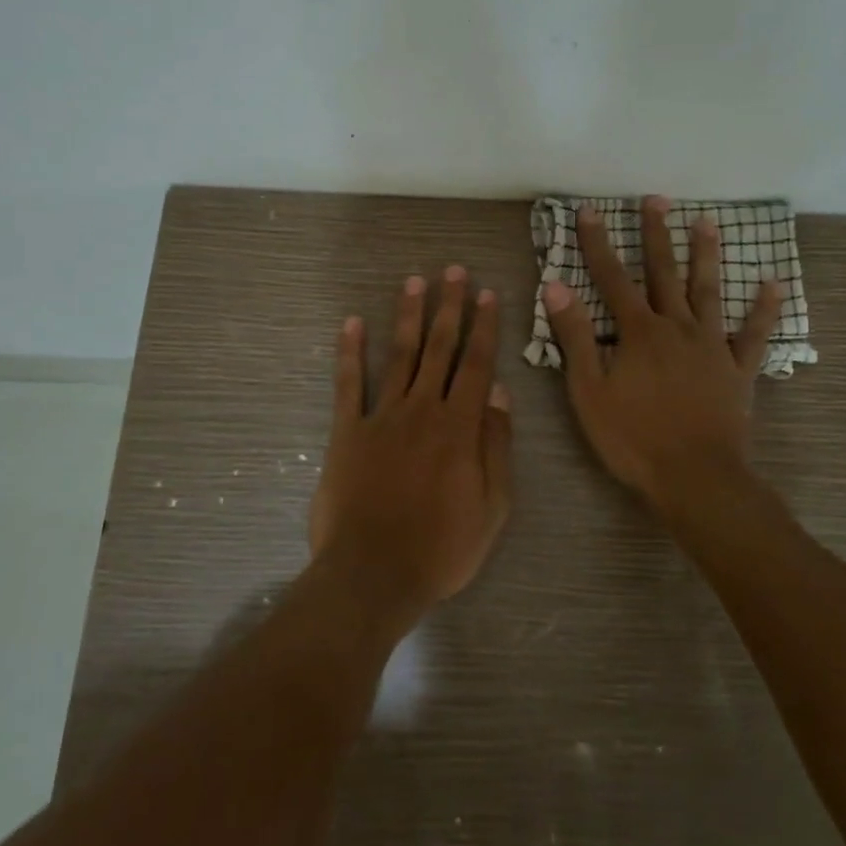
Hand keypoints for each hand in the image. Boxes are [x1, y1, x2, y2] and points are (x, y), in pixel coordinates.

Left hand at [309, 266, 513, 627]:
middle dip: (449, 307)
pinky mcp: (346, 432)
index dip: (483, 328)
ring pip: (399, 356)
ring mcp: (381, 417)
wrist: (373, 574)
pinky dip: (349, 352)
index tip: (487, 294)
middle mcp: (422, 410)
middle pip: (439, 349)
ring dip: (408, 317)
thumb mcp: (492, 507)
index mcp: (459, 427)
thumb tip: (499, 394)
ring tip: (415, 282)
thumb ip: (496, 446)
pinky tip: (351, 323)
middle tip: (454, 271)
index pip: (476, 365)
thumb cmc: (441, 548)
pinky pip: (348, 384)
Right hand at [543, 196, 782, 510]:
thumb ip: (574, 337)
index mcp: (638, 332)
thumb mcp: (589, 391)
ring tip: (706, 222)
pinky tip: (772, 284)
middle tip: (655, 200)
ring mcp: (711, 346)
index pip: (611, 278)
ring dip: (705, 255)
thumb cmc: (633, 438)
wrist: (695, 477)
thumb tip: (556, 286)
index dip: (598, 243)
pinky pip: (753, 334)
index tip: (590, 210)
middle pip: (663, 273)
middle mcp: (676, 327)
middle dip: (656, 234)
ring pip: (707, 291)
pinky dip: (763, 309)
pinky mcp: (738, 369)